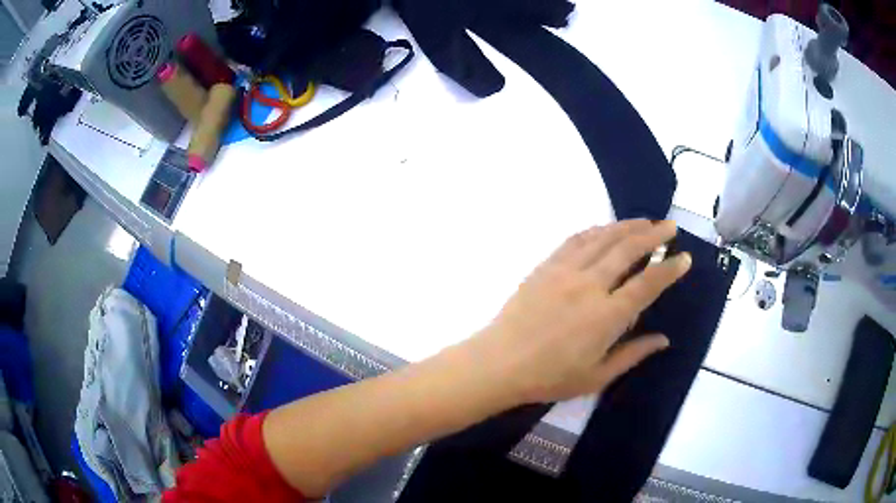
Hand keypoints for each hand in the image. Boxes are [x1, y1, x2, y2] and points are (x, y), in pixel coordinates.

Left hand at [475, 220, 690, 404]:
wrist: (499, 363)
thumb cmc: (549, 377)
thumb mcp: (596, 377)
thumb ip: (632, 355)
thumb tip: (663, 340)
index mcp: (607, 316)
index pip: (648, 284)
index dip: (669, 269)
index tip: (684, 258)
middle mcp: (590, 285)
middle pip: (628, 249)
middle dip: (654, 234)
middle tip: (670, 226)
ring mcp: (565, 271)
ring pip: (603, 238)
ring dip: (627, 226)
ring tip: (645, 221)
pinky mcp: (546, 266)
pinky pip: (575, 240)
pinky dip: (596, 230)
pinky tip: (606, 229)